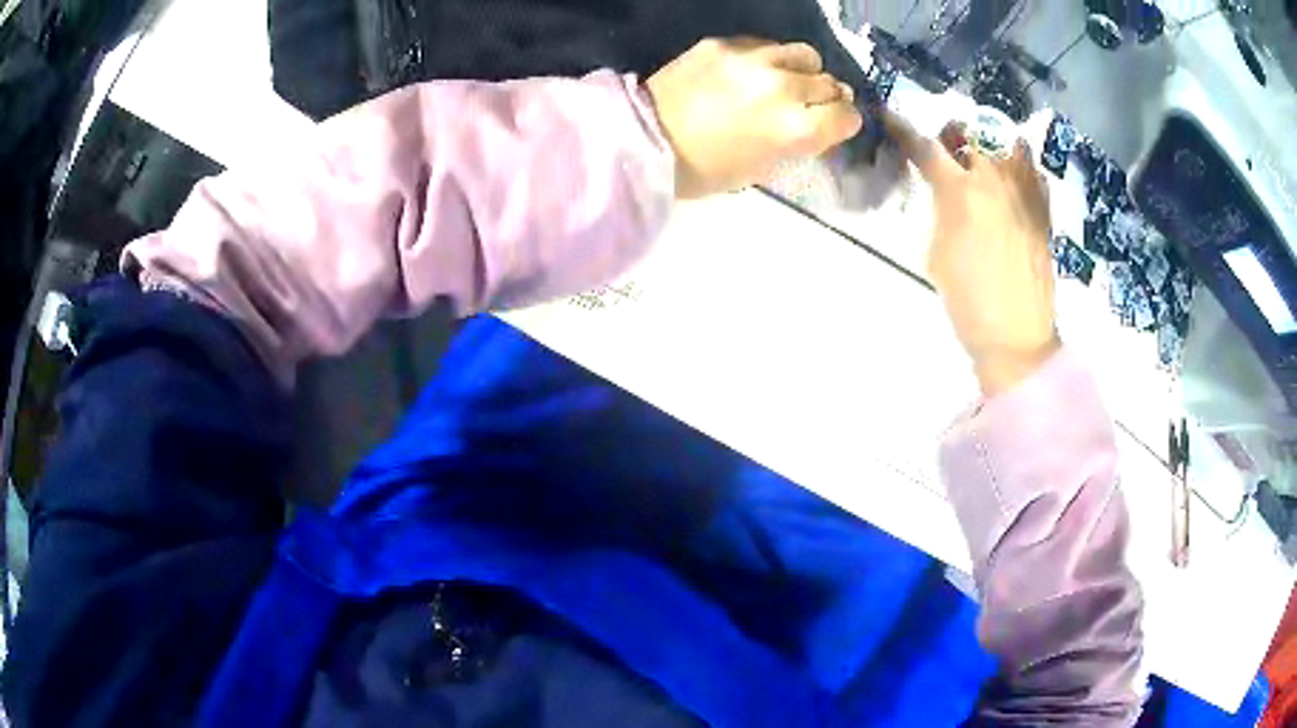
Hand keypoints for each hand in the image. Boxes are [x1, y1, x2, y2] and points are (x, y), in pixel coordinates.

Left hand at [646, 38, 863, 198]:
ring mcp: (754, 59)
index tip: (830, 125)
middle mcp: (784, 87)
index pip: (847, 116)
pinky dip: (768, 59)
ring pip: (805, 54)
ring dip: (802, 70)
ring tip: (784, 81)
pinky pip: (766, 45)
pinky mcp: (726, 43)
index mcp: (796, 128)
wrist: (644, 139)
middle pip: (830, 83)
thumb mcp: (763, 169)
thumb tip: (819, 122)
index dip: (841, 122)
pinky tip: (748, 72)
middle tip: (805, 106)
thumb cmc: (705, 169)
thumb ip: (799, 142)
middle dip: (824, 98)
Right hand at [884, 112, 1058, 395]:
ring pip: (1007, 142)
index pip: (925, 148)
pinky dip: (1019, 166)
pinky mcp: (1044, 209)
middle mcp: (994, 179)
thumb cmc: (969, 303)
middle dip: (952, 134)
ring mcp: (1024, 191)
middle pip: (969, 132)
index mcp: (960, 193)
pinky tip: (1012, 182)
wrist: (1018, 338)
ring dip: (990, 144)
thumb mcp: (937, 255)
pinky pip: (1032, 170)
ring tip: (984, 160)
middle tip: (946, 148)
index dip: (903, 131)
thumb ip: (939, 211)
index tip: (892, 119)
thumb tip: (943, 191)